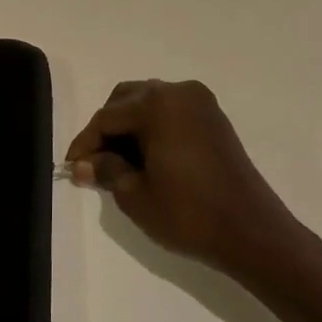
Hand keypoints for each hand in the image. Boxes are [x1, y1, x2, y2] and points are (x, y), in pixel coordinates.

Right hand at [66, 79, 303, 277]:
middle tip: (95, 164)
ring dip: (130, 126)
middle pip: (127, 99)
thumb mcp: (136, 195)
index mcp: (157, 105)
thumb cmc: (188, 213)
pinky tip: (147, 157)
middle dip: (108, 129)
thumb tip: (84, 163)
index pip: (107, 117)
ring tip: (119, 164)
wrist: (250, 229)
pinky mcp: (213, 117)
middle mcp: (178, 92)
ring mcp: (200, 102)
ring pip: (150, 102)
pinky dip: (154, 127)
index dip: (86, 143)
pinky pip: (172, 111)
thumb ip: (106, 170)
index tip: (72, 168)